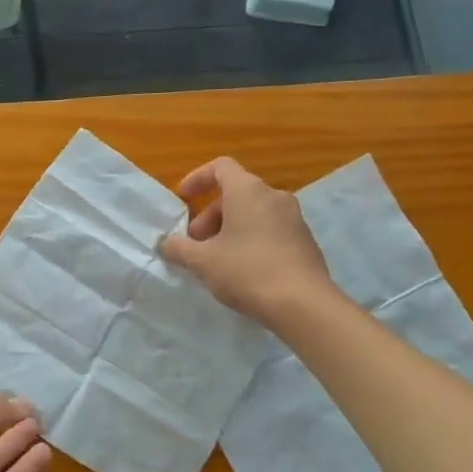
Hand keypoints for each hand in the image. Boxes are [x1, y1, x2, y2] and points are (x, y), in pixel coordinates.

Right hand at [159, 156, 335, 327]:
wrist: (304, 304)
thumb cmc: (247, 271)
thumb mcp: (203, 262)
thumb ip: (179, 248)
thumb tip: (167, 243)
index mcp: (248, 191)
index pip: (221, 167)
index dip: (198, 178)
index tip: (184, 199)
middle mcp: (274, 196)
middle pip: (236, 193)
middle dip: (210, 216)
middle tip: (196, 244)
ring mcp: (294, 218)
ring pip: (254, 213)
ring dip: (230, 229)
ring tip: (217, 260)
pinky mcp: (305, 241)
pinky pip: (271, 230)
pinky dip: (251, 240)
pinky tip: (243, 270)